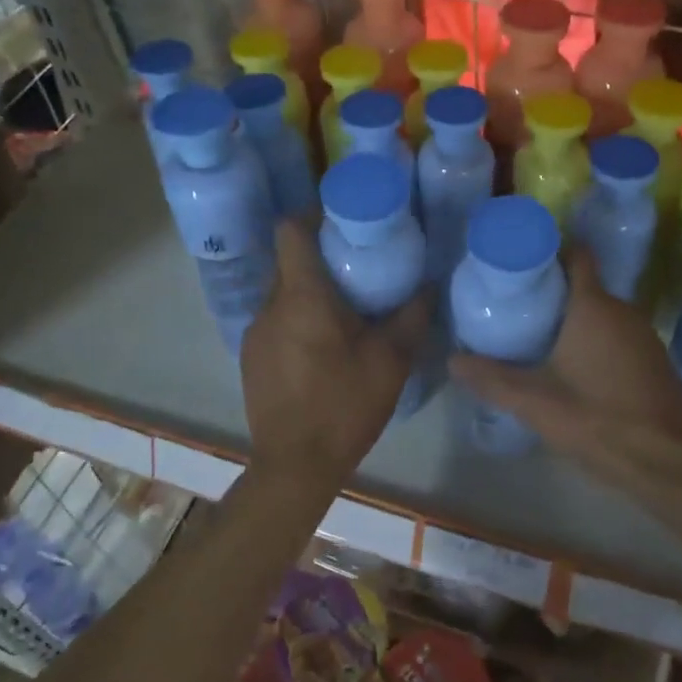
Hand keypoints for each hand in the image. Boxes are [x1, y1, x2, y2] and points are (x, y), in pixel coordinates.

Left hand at [241, 221, 430, 483]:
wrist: (296, 465)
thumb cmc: (345, 405)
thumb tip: (430, 285)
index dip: (313, 215)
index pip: (291, 230)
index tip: (344, 222)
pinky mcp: (251, 358)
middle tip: (358, 268)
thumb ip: (412, 316)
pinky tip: (323, 350)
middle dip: (321, 258)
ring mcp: (255, 333)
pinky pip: (276, 322)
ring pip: (283, 294)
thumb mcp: (391, 361)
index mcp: (301, 296)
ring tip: (345, 311)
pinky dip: (297, 321)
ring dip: (310, 294)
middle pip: (289, 261)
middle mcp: (270, 306)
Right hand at [450, 248, 681, 497]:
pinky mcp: (654, 361)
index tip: (518, 266)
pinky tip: (572, 369)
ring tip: (536, 337)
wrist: (670, 466)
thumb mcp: (535, 402)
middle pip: (584, 286)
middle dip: (551, 293)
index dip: (548, 253)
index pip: (576, 255)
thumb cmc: (598, 421)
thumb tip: (452, 359)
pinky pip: (617, 336)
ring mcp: (644, 336)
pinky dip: (594, 341)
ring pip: (601, 314)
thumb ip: (491, 378)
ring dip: (572, 320)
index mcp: (594, 307)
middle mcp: (624, 311)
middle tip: (514, 308)